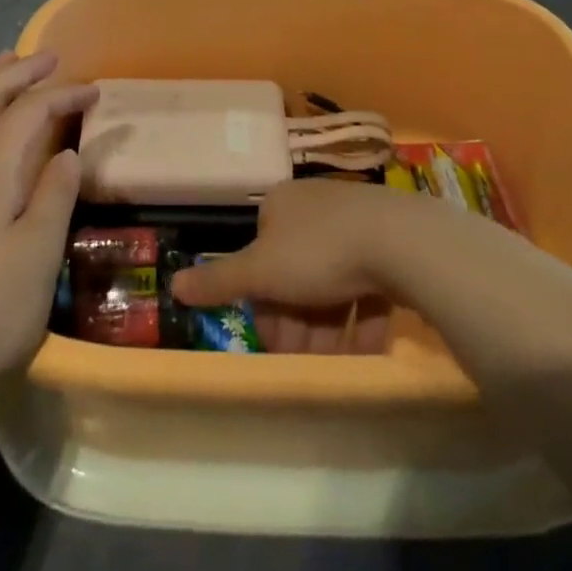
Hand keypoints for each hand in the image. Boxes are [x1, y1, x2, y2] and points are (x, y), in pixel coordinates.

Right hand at [172, 178, 405, 353]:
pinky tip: (365, 351)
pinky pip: (365, 285)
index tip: (272, 343)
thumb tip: (173, 284)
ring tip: (333, 365)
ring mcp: (354, 223)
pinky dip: (360, 319)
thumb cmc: (319, 251)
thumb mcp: (261, 270)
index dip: (262, 303)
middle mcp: (314, 208)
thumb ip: (219, 280)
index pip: (261, 257)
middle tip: (302, 362)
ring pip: (331, 283)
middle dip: (296, 323)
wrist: (398, 240)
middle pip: (295, 273)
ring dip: (327, 329)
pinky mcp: (387, 243)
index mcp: (280, 206)